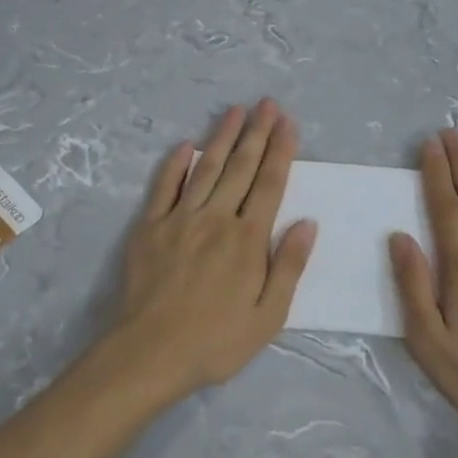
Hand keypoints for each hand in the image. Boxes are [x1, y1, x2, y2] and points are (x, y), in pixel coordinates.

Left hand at [111, 100, 316, 400]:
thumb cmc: (216, 341)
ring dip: (222, 137)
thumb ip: (289, 266)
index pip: (269, 184)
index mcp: (248, 239)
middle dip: (256, 132)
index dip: (280, 151)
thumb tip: (308, 223)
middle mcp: (216, 218)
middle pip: (241, 167)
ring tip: (235, 110)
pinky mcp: (149, 227)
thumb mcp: (268, 316)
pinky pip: (164, 187)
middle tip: (267, 104)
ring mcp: (180, 219)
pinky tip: (184, 145)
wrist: (149, 354)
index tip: (288, 123)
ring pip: (206, 168)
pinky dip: (175, 164)